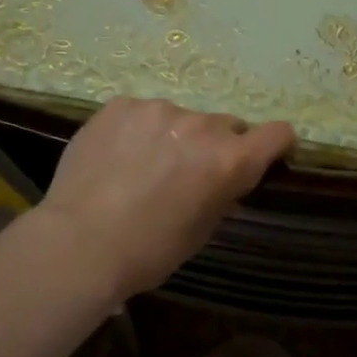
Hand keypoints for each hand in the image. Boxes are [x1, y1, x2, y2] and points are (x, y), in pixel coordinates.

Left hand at [33, 98, 295, 302]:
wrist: (78, 244)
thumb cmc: (150, 251)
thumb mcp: (202, 230)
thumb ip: (223, 194)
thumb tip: (227, 180)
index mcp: (231, 160)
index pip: (278, 133)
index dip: (276, 145)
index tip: (265, 156)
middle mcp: (202, 126)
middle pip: (226, 126)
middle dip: (216, 146)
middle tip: (188, 173)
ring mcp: (159, 110)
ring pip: (181, 119)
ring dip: (174, 136)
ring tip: (143, 166)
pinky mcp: (121, 105)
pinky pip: (143, 114)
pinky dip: (139, 131)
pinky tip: (117, 157)